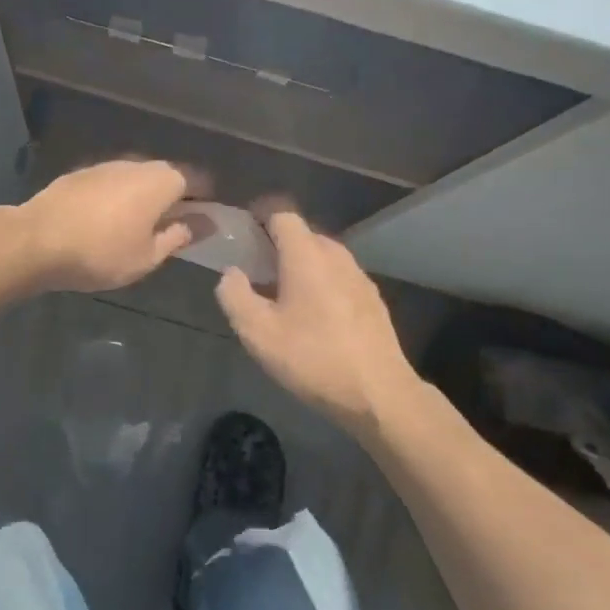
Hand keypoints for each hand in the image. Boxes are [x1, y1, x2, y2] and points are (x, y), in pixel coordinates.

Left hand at [18, 160, 200, 292]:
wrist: (36, 240)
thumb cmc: (101, 253)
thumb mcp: (148, 255)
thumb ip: (179, 236)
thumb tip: (206, 223)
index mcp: (161, 181)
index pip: (196, 180)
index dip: (206, 197)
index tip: (209, 216)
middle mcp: (137, 164)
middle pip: (166, 176)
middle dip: (175, 196)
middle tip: (176, 224)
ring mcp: (105, 166)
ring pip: (137, 178)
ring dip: (144, 196)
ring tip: (141, 224)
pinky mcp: (80, 174)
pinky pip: (111, 183)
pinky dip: (118, 197)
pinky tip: (108, 220)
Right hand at [215, 211, 419, 441]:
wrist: (378, 394)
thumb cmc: (312, 358)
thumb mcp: (258, 333)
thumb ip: (235, 296)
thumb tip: (231, 273)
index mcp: (307, 255)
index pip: (282, 215)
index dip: (260, 218)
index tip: (243, 235)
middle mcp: (336, 256)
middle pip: (303, 235)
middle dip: (277, 246)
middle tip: (255, 272)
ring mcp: (359, 277)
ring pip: (322, 257)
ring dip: (300, 266)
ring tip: (281, 296)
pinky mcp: (372, 300)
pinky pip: (338, 277)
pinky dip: (320, 283)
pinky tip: (313, 316)